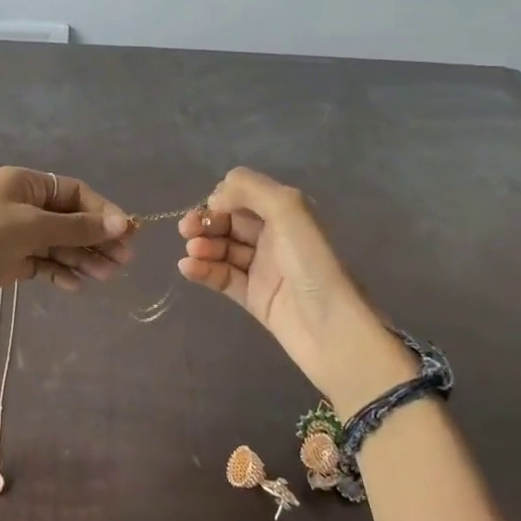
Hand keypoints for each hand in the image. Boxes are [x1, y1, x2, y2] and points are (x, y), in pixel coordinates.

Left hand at [0, 167, 131, 325]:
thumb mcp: (32, 227)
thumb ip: (78, 227)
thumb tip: (123, 224)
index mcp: (25, 183)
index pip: (75, 192)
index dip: (103, 211)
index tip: (127, 235)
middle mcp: (22, 203)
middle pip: (70, 217)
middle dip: (96, 238)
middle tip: (122, 262)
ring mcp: (16, 232)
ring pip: (60, 242)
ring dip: (83, 257)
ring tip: (106, 277)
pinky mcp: (10, 260)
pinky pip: (44, 261)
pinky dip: (61, 271)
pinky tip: (77, 285)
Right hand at [178, 167, 409, 408]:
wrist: (333, 330)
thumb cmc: (312, 263)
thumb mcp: (288, 210)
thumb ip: (250, 189)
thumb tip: (215, 198)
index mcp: (287, 214)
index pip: (245, 196)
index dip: (223, 198)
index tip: (209, 208)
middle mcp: (276, 237)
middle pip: (231, 222)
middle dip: (206, 221)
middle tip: (186, 229)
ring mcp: (264, 269)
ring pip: (224, 249)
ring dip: (203, 246)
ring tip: (193, 251)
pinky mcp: (255, 298)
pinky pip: (223, 277)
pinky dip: (203, 270)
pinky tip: (187, 267)